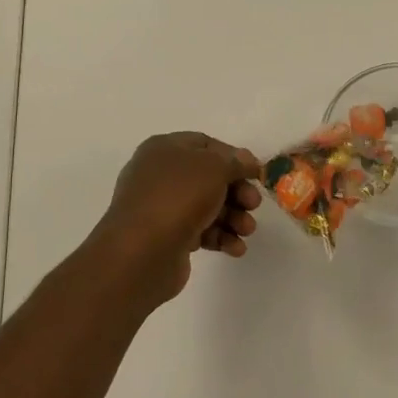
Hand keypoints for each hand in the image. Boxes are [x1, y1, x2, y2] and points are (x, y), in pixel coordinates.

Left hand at [90, 132, 262, 304]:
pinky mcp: (167, 238)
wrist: (141, 252)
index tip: (256, 173)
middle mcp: (160, 175)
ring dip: (233, 217)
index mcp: (164, 149)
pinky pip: (200, 231)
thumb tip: (246, 160)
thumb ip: (235, 162)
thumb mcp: (214, 168)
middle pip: (210, 178)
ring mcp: (162, 208)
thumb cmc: (178, 197)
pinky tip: (235, 248)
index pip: (206, 145)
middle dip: (237, 192)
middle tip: (253, 205)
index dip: (234, 157)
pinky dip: (220, 237)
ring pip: (207, 207)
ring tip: (246, 231)